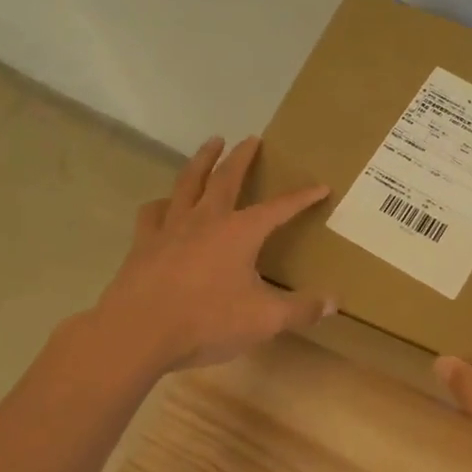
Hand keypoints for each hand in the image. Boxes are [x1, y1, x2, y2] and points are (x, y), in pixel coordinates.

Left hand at [43, 136, 333, 389]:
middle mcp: (207, 219)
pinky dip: (163, 203)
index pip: (279, 208)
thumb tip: (334, 302)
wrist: (137, 332)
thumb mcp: (264, 320)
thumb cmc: (206, 321)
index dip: (302, 197)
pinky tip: (165, 205)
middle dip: (242, 157)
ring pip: (188, 183)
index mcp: (240, 232)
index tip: (321, 186)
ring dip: (202, 161)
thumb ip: (301, 309)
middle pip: (226, 178)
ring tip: (211, 144)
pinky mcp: (144, 244)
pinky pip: (153, 213)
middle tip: (251, 138)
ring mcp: (171, 228)